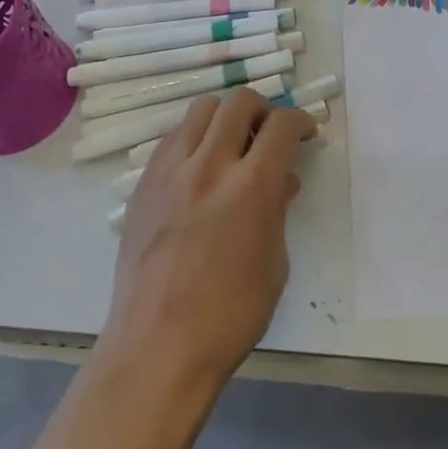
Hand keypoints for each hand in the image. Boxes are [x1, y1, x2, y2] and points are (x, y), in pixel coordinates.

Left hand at [102, 89, 318, 390]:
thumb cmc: (230, 315)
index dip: (300, 120)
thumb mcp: (274, 264)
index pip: (281, 125)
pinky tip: (198, 170)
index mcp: (251, 187)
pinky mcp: (142, 186)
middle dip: (263, 109)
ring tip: (231, 145)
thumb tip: (282, 182)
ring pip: (200, 110)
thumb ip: (278, 211)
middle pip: (238, 101)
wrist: (158, 347)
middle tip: (269, 133)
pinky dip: (193, 140)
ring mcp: (170, 172)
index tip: (305, 132)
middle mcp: (209, 166)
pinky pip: (171, 140)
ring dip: (224, 118)